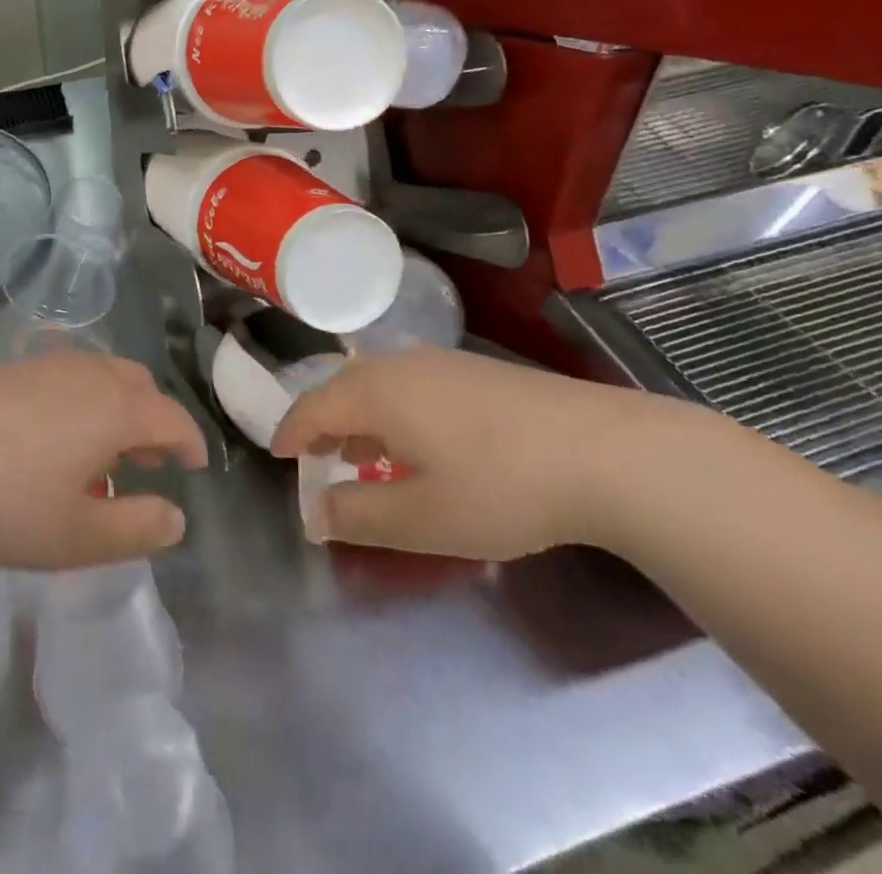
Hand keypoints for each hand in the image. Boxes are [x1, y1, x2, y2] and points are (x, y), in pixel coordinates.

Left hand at [0, 355, 208, 569]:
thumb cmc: (6, 503)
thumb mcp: (78, 536)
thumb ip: (137, 529)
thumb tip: (177, 518)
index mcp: (116, 409)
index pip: (172, 418)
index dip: (191, 442)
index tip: (196, 467)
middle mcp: (89, 374)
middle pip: (140, 385)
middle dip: (154, 421)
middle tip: (147, 462)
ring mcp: (47, 364)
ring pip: (102, 376)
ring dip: (117, 409)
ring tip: (100, 454)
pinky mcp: (11, 367)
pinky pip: (67, 376)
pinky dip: (81, 400)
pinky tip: (52, 437)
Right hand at [270, 348, 692, 561]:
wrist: (603, 450)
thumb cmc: (499, 486)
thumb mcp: (421, 518)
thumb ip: (358, 515)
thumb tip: (316, 512)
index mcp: (376, 392)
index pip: (312, 407)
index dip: (290, 432)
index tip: (278, 456)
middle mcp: (401, 364)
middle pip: (343, 387)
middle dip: (324, 422)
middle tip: (318, 458)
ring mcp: (443, 362)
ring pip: (380, 383)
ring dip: (361, 416)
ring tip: (364, 452)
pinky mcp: (477, 371)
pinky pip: (412, 384)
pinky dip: (395, 410)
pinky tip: (421, 442)